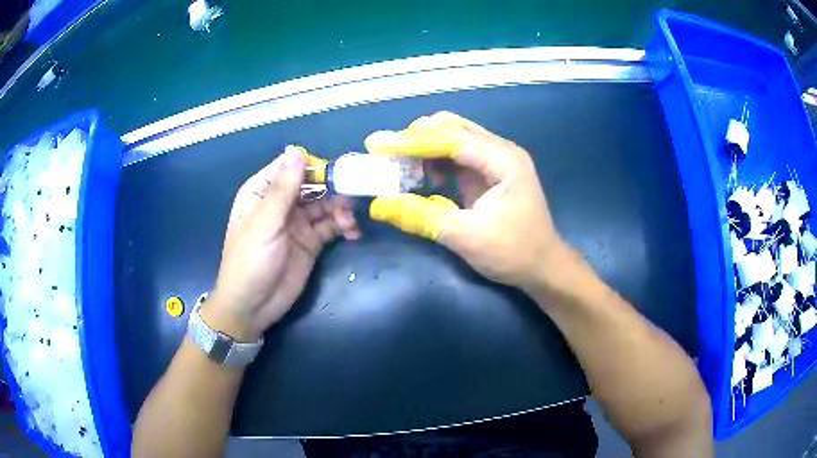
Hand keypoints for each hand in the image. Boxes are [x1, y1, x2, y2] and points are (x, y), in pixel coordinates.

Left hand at [205, 146, 359, 341]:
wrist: (252, 307)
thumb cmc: (250, 261)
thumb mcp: (265, 223)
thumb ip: (283, 189)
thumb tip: (297, 150)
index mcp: (262, 192)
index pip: (291, 167)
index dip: (314, 165)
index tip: (337, 171)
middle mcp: (282, 203)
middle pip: (313, 184)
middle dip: (333, 188)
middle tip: (355, 194)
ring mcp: (297, 222)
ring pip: (325, 204)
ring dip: (341, 208)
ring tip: (350, 222)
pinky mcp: (311, 242)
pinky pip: (331, 227)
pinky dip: (344, 227)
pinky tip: (352, 233)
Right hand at [366, 112, 569, 292]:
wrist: (543, 268)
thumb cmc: (514, 253)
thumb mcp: (466, 237)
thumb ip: (422, 217)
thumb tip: (378, 205)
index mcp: (503, 160)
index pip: (451, 138)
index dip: (412, 140)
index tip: (377, 144)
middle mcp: (500, 151)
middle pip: (452, 128)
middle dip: (416, 137)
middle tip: (385, 151)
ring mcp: (494, 161)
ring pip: (452, 139)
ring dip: (423, 148)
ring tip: (396, 164)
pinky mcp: (487, 174)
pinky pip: (455, 157)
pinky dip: (433, 162)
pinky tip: (418, 176)